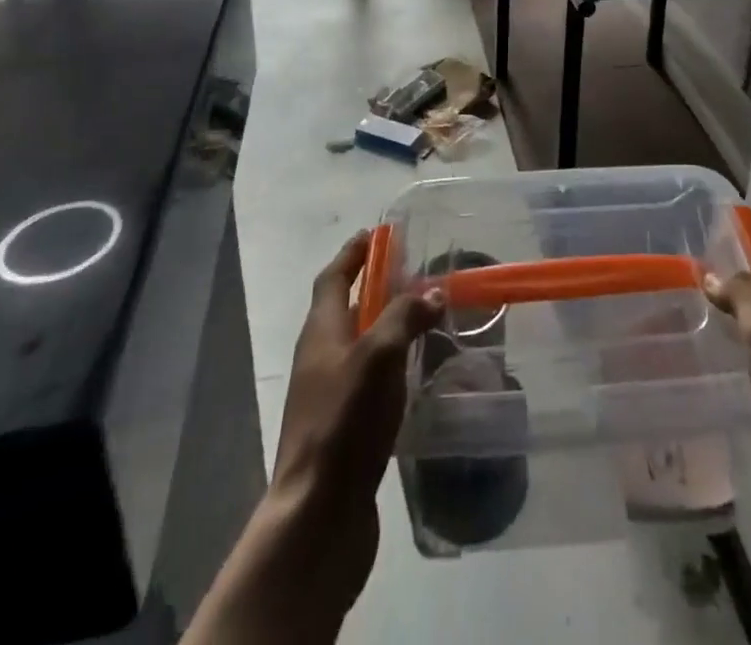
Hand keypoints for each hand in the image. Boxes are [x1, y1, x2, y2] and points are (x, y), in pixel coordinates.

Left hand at [269, 232, 442, 600]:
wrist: (318, 515)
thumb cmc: (344, 422)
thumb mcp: (377, 356)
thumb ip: (404, 317)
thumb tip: (432, 292)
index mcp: (321, 332)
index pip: (334, 278)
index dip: (353, 253)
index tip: (376, 233)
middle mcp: (320, 357)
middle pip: (346, 308)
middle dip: (376, 286)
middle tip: (415, 273)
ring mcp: (329, 394)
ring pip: (360, 344)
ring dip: (387, 325)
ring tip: (425, 317)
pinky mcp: (344, 427)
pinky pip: (369, 378)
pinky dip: (391, 363)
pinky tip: (417, 372)